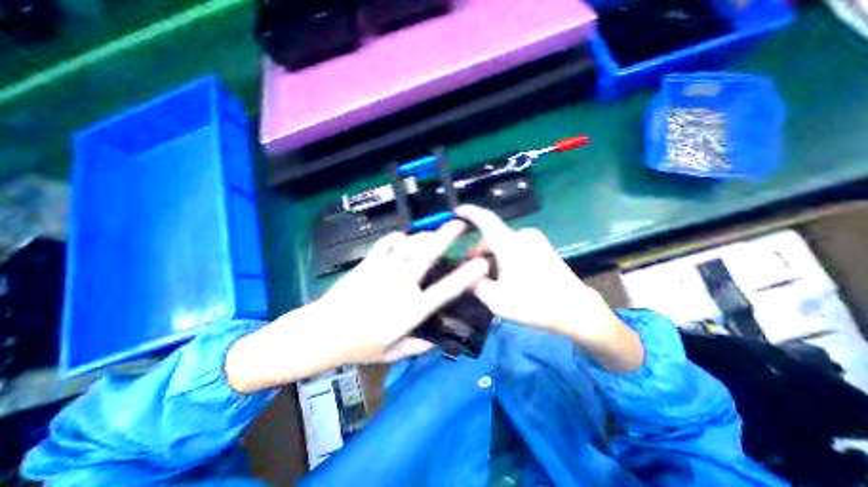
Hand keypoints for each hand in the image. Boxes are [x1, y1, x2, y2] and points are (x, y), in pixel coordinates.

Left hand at [227, 218, 489, 394]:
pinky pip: (386, 243)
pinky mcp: (368, 263)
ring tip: (433, 234)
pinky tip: (402, 238)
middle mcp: (401, 285)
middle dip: (446, 237)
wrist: (322, 332)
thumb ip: (419, 346)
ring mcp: (383, 270)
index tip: (481, 264)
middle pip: (427, 255)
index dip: (466, 276)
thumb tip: (440, 340)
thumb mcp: (392, 353)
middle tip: (460, 225)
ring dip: (424, 236)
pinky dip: (397, 237)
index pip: (445, 291)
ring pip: (409, 244)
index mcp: (410, 310)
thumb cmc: (359, 346)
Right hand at [458, 206, 639, 372]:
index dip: (469, 213)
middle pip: (491, 237)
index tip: (456, 212)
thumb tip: (466, 276)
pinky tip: (504, 275)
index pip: (485, 219)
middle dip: (477, 251)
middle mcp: (522, 236)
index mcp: (510, 244)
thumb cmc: (534, 304)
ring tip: (487, 278)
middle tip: (470, 270)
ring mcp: (534, 241)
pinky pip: (514, 247)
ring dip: (491, 256)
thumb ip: (476, 285)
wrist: (575, 309)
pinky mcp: (542, 247)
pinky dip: (504, 257)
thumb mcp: (497, 300)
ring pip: (502, 243)